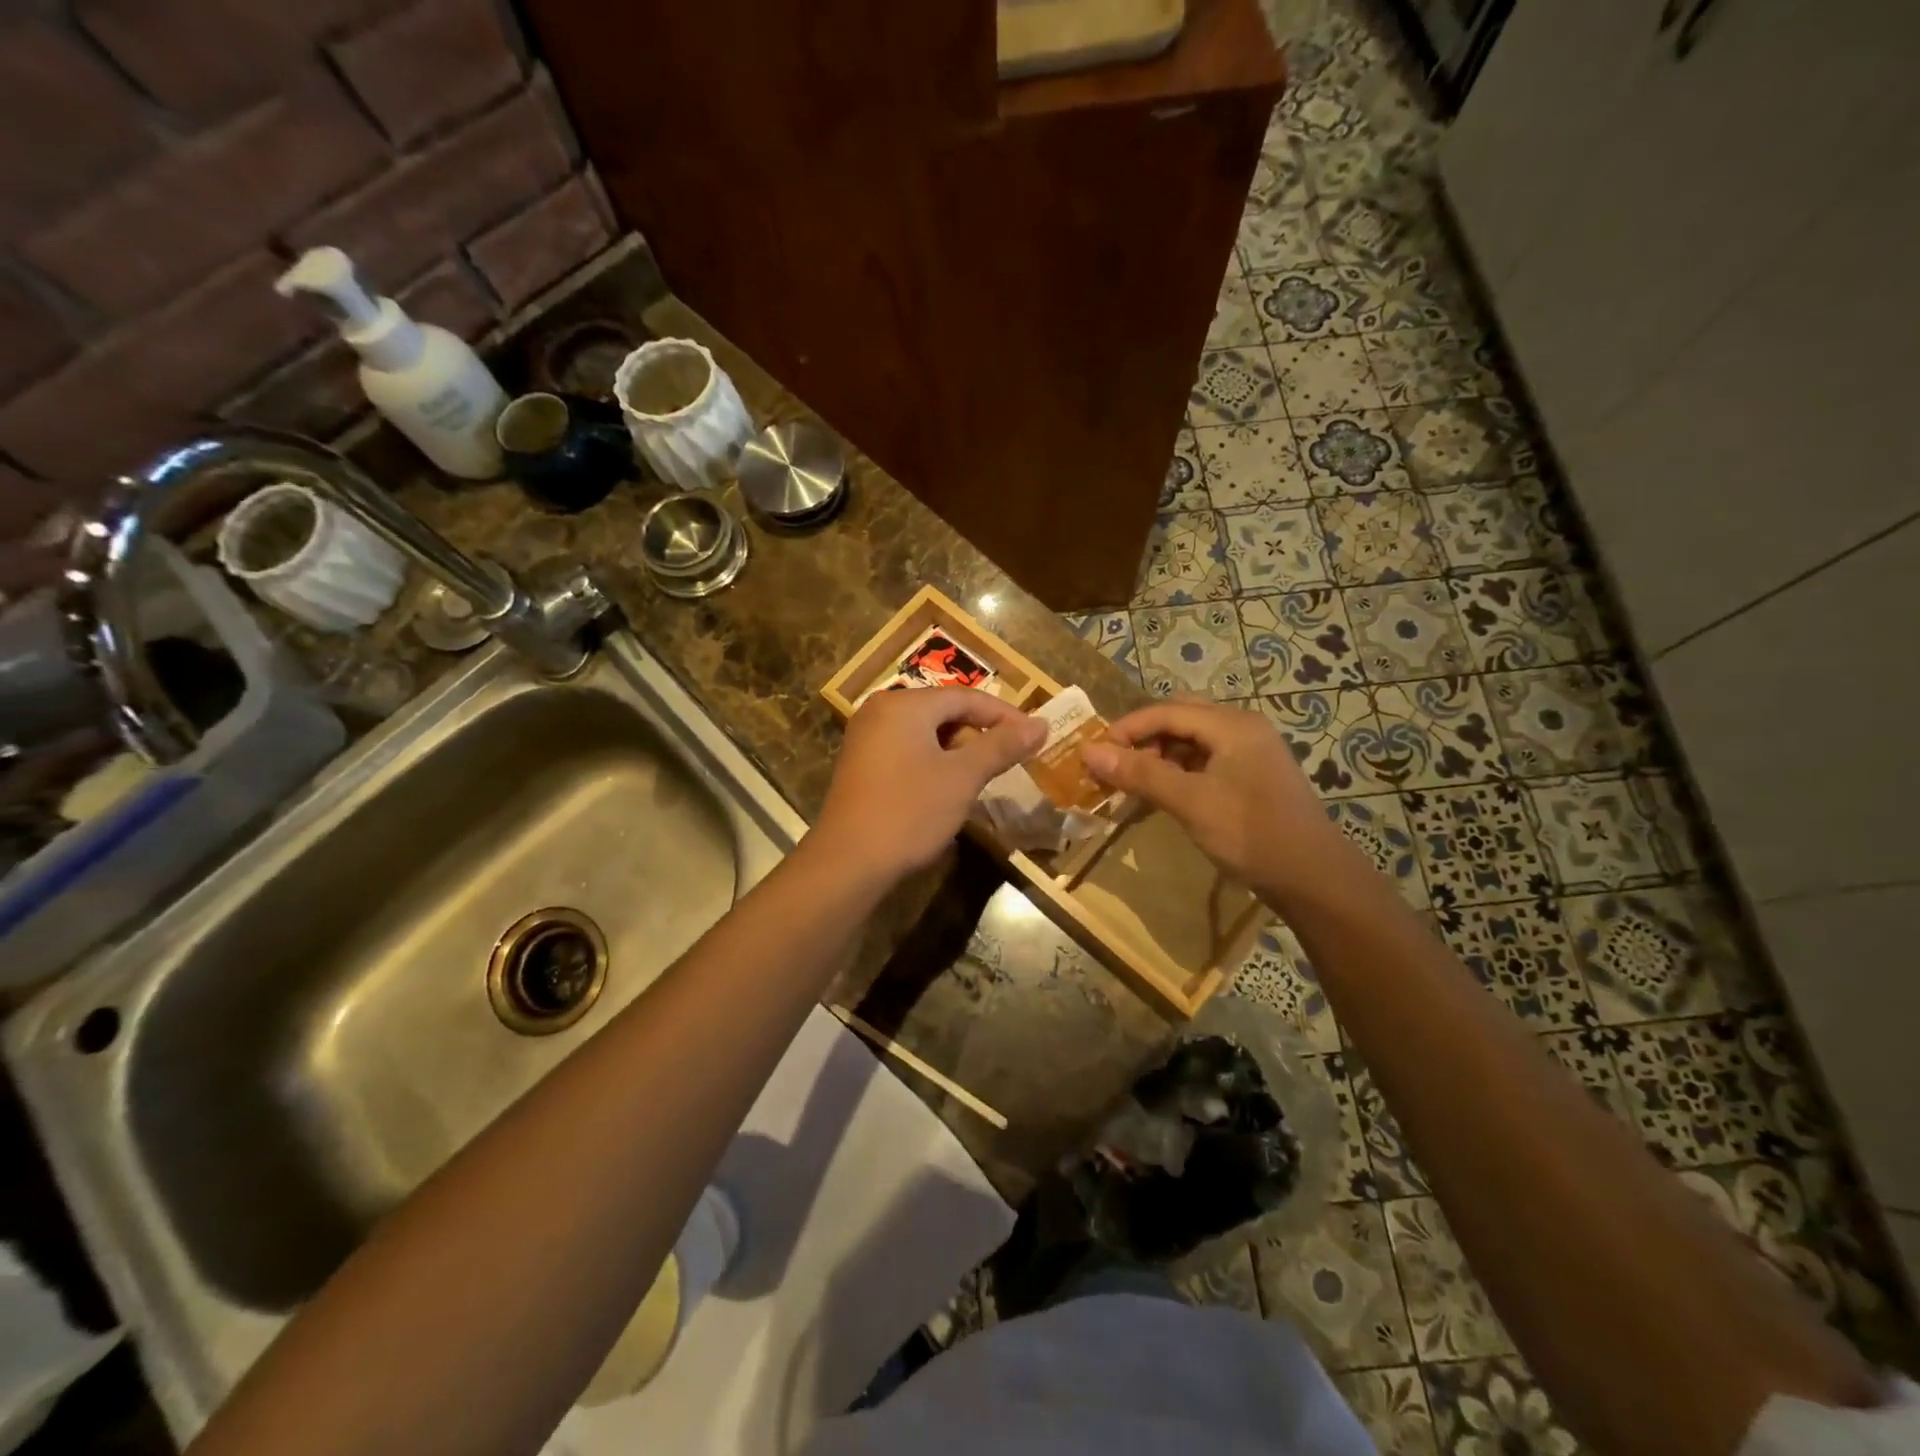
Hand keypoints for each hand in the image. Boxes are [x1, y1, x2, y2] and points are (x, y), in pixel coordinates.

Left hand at [810, 687, 1045, 891]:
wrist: (849, 862)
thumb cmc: (910, 811)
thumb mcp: (963, 777)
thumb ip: (1002, 746)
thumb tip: (1040, 724)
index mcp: (905, 704)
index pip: (966, 697)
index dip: (1005, 715)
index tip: (1035, 735)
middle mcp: (881, 711)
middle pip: (944, 711)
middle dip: (980, 734)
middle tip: (1010, 759)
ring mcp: (866, 738)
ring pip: (926, 734)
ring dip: (958, 751)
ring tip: (982, 777)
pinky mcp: (861, 765)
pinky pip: (908, 750)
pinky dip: (934, 763)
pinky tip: (947, 789)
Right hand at [1079, 700, 1353, 897]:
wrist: (1313, 879)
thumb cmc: (1251, 834)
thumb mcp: (1190, 802)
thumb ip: (1139, 774)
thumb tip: (1087, 752)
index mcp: (1232, 725)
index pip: (1166, 711)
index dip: (1126, 729)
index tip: (1094, 754)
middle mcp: (1241, 729)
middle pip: (1179, 718)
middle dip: (1142, 739)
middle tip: (1115, 766)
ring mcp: (1249, 753)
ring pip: (1190, 741)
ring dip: (1158, 756)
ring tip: (1132, 783)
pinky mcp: (1250, 777)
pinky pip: (1203, 761)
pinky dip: (1177, 771)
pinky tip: (1160, 795)